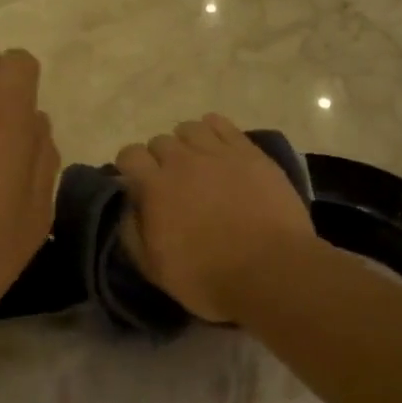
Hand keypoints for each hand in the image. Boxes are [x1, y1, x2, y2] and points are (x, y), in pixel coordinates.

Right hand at [115, 115, 317, 322]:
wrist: (272, 270)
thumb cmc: (209, 278)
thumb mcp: (156, 269)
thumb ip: (133, 233)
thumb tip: (130, 208)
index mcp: (155, 187)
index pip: (130, 155)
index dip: (131, 168)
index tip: (138, 185)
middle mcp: (182, 160)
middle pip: (160, 142)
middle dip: (159, 159)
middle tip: (172, 184)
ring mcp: (218, 152)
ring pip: (190, 128)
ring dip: (186, 144)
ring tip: (197, 164)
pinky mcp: (249, 152)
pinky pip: (222, 124)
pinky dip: (214, 131)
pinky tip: (219, 149)